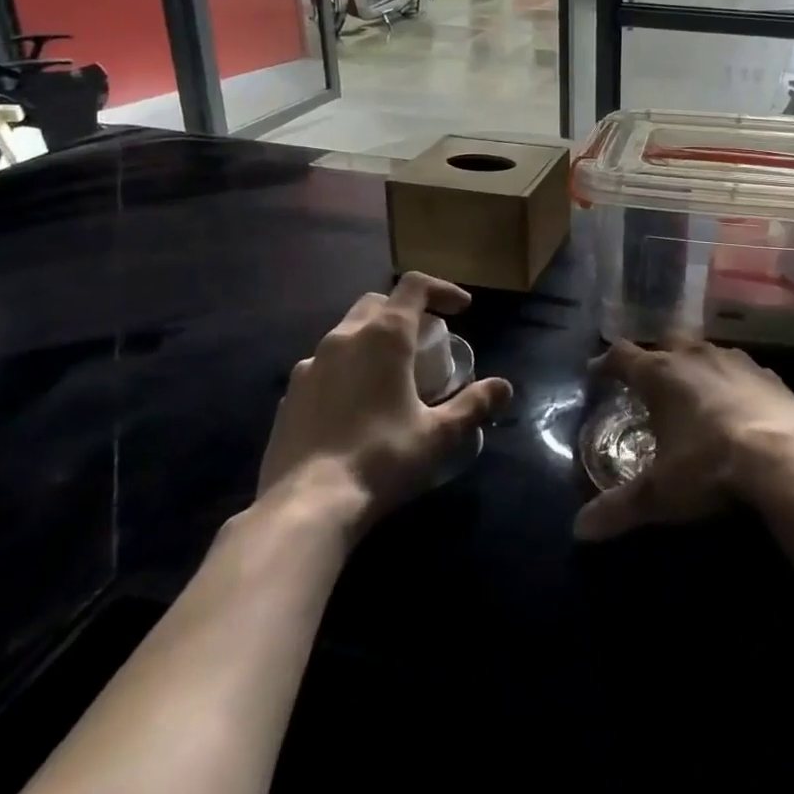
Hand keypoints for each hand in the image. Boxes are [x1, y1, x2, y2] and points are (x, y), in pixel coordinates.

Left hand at [258, 272, 512, 531]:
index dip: (443, 289)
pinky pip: (325, 366)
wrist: (305, 507)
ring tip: (392, 374)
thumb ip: (473, 405)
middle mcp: (344, 338)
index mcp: (384, 336)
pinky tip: (356, 405)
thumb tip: (504, 387)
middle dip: (407, 312)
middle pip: (379, 303)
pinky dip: (347, 370)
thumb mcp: (439, 435)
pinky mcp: (290, 394)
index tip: (463, 309)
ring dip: (374, 340)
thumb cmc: (381, 459)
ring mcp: (310, 365)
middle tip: (427, 341)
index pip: (415, 286)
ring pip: (348, 332)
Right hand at [573, 337, 793, 541]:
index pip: (622, 356)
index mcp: (661, 375)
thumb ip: (619, 508)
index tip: (596, 373)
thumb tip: (580, 530)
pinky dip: (732, 383)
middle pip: (667, 342)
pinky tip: (738, 406)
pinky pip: (741, 371)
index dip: (606, 363)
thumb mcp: (660, 494)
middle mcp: (695, 356)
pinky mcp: (769, 374)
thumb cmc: (710, 465)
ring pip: (706, 351)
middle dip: (656, 357)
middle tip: (650, 381)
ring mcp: (735, 361)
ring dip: (696, 366)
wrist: (786, 455)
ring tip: (693, 391)